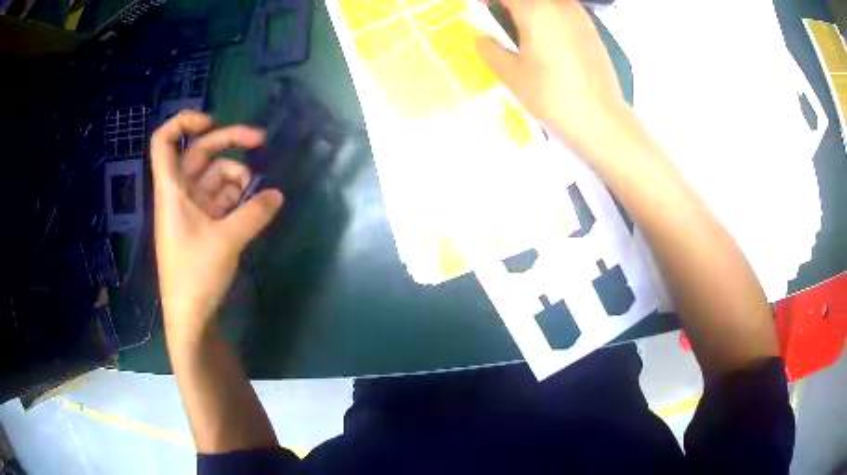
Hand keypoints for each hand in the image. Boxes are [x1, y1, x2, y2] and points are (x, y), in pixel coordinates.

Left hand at [150, 110, 283, 341]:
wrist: (190, 317)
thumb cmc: (195, 276)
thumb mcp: (227, 241)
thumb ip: (254, 213)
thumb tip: (278, 194)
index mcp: (172, 190)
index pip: (164, 142)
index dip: (183, 122)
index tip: (211, 121)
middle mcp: (179, 194)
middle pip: (199, 153)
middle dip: (229, 142)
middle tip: (261, 141)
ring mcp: (191, 209)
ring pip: (213, 176)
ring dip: (235, 176)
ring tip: (255, 192)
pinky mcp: (201, 225)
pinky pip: (219, 198)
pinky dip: (235, 196)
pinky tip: (252, 206)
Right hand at [476, 0, 626, 155]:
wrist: (600, 119)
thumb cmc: (553, 97)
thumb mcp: (511, 75)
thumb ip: (490, 50)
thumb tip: (483, 39)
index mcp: (535, 10)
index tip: (480, 7)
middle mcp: (559, 5)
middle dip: (510, 5)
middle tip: (497, 15)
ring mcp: (578, 15)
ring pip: (548, 2)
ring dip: (530, 8)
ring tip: (519, 25)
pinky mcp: (591, 28)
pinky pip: (563, 9)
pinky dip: (549, 14)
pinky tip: (544, 34)